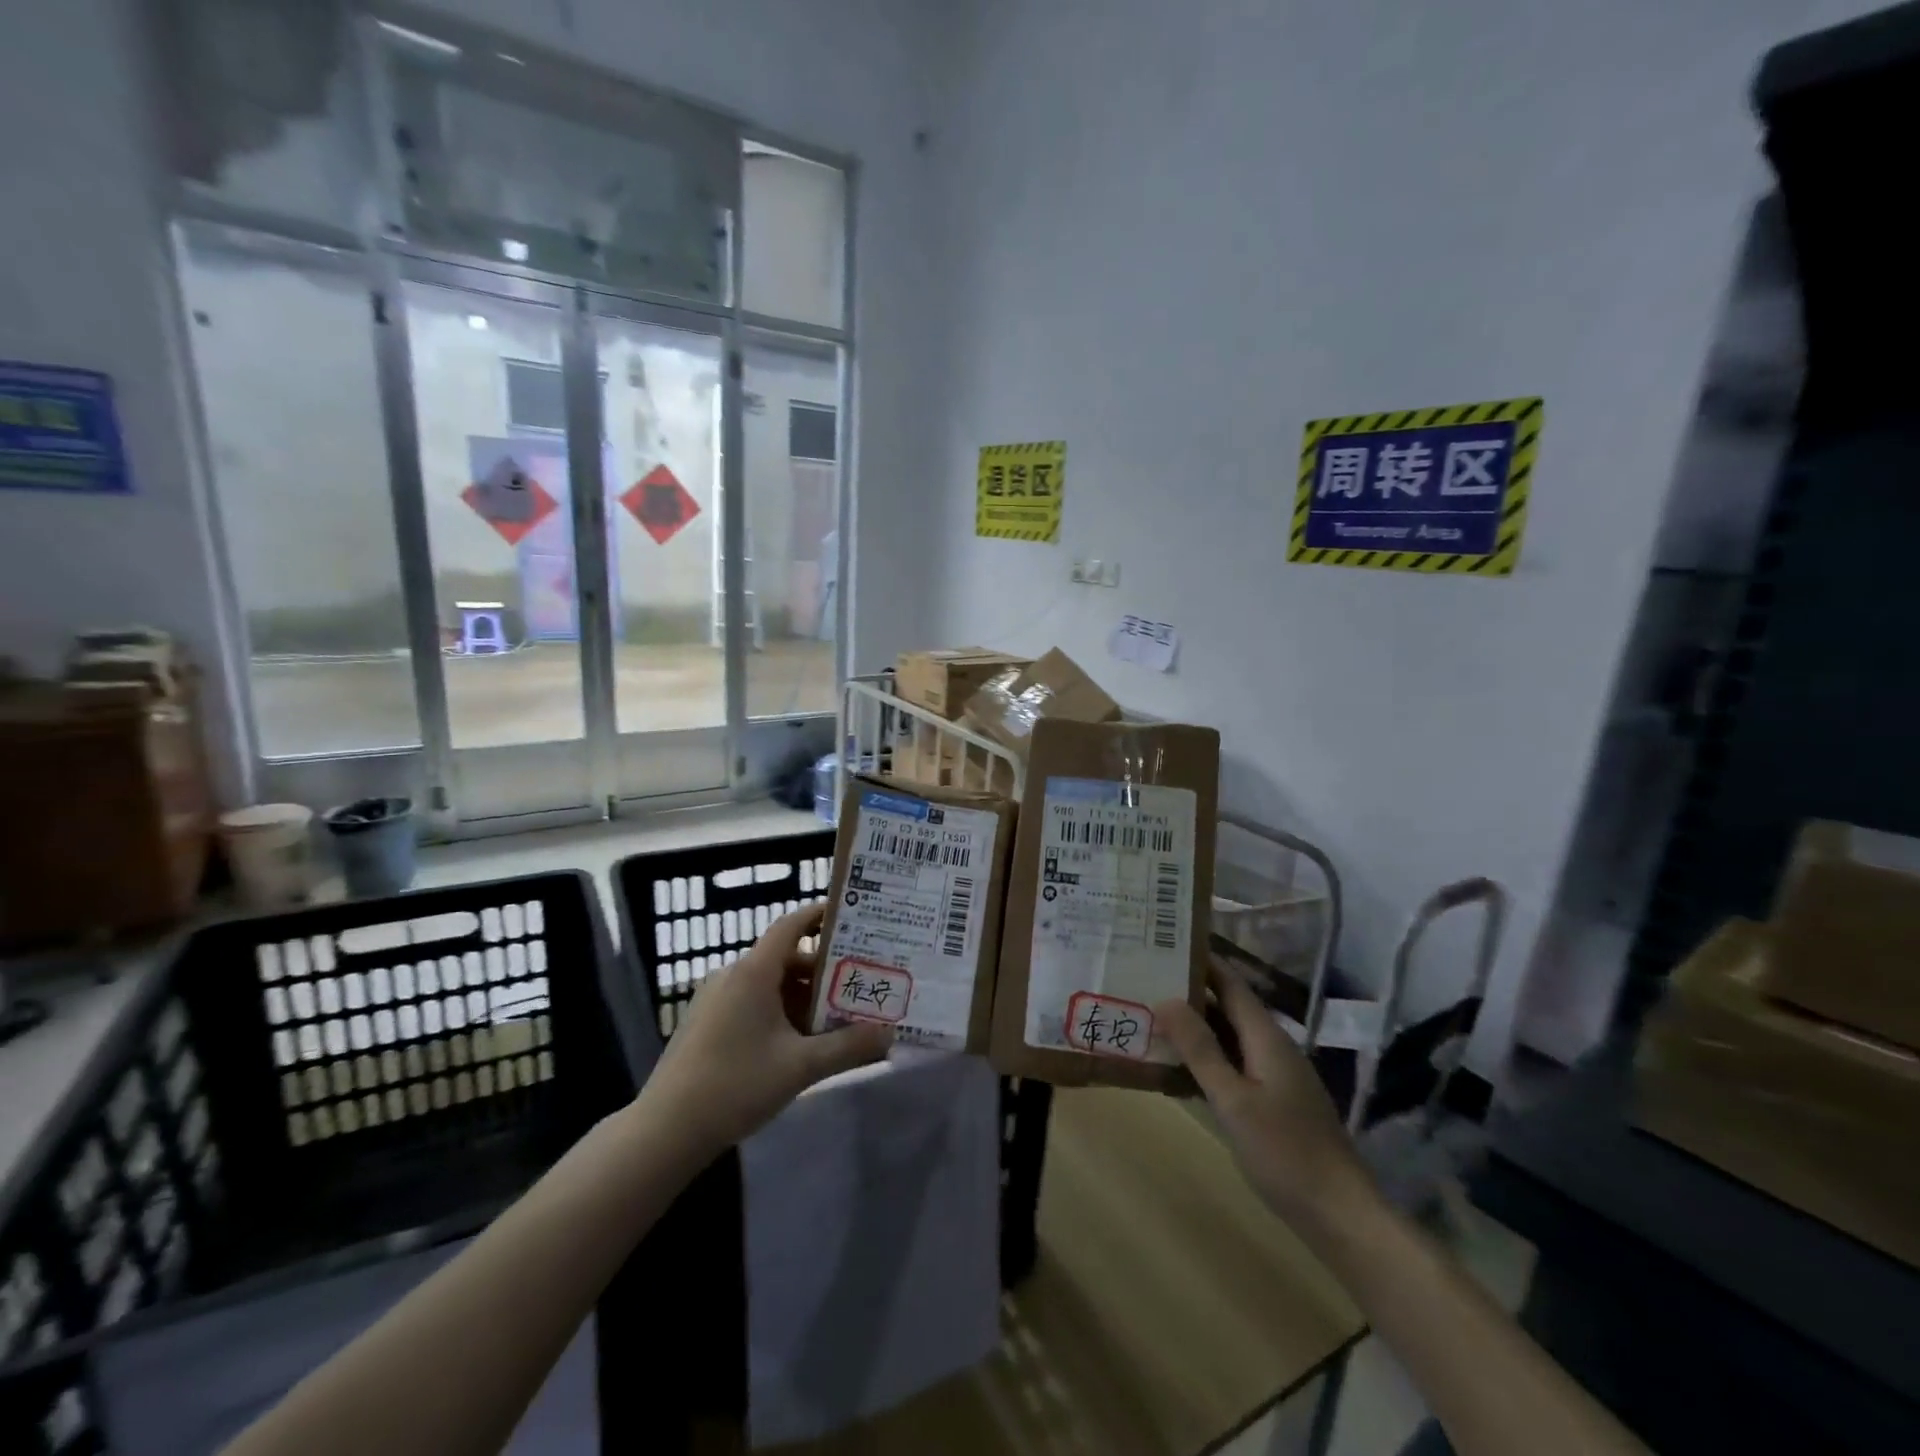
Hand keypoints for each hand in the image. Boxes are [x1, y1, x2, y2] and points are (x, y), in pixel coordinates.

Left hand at [642, 904, 893, 1152]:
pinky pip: (753, 1002)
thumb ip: (848, 1047)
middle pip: (786, 958)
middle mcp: (734, 975)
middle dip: (824, 971)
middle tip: (859, 982)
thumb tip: (890, 1033)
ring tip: (838, 1017)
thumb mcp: (800, 1067)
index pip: (791, 925)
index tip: (850, 916)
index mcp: (754, 972)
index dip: (819, 915)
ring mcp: (716, 999)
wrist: (666, 1130)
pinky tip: (800, 1042)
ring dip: (804, 996)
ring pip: (771, 984)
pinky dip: (781, 1011)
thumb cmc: (735, 1085)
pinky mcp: (708, 1022)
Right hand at [1156, 960, 1372, 1229]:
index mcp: (1266, 1037)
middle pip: (1228, 1007)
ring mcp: (1275, 1076)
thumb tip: (1166, 999)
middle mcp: (1272, 1047)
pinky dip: (1206, 1060)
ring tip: (1151, 1019)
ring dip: (1195, 1028)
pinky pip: (1234, 1065)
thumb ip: (1200, 1049)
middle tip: (1144, 981)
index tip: (1164, 944)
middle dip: (1189, 993)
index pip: (1230, 983)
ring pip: (1229, 1038)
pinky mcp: (1274, 1102)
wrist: (1340, 1215)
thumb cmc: (1284, 1151)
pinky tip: (1178, 1071)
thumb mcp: (1233, 1099)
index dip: (1201, 961)